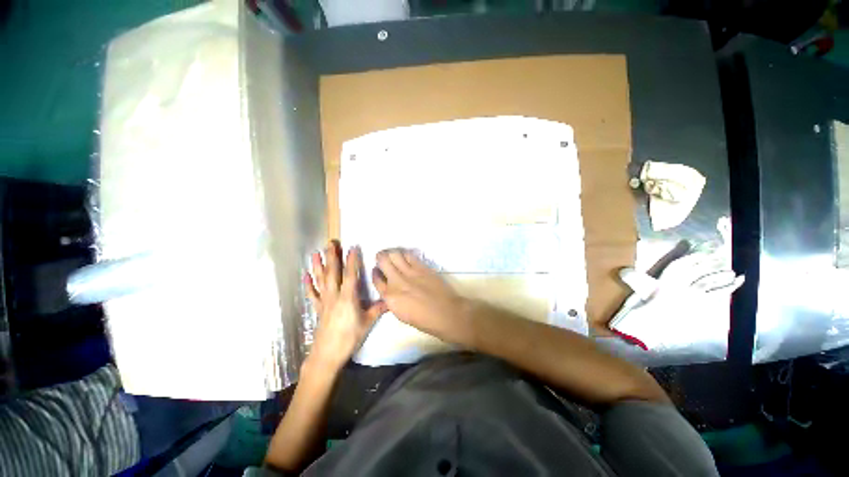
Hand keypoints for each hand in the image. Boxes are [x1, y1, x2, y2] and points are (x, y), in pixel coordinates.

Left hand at [305, 241, 386, 370]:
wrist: (327, 355)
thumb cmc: (349, 338)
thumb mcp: (367, 323)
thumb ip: (378, 309)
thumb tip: (390, 299)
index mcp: (348, 297)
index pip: (350, 275)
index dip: (352, 260)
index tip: (352, 247)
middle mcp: (334, 296)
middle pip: (333, 273)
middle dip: (332, 257)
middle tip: (330, 243)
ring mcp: (324, 301)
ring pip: (321, 280)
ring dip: (318, 266)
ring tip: (315, 253)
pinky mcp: (318, 309)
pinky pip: (312, 294)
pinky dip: (308, 285)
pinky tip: (305, 276)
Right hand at [373, 249, 466, 338]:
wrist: (445, 313)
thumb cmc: (423, 320)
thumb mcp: (400, 314)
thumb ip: (391, 300)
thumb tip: (389, 291)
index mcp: (390, 297)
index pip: (376, 279)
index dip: (375, 273)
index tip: (377, 271)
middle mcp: (397, 281)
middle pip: (383, 261)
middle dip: (380, 257)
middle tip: (382, 258)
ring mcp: (410, 272)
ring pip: (395, 254)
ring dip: (391, 253)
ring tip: (392, 254)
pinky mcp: (422, 267)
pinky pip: (409, 256)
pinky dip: (405, 254)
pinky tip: (405, 257)